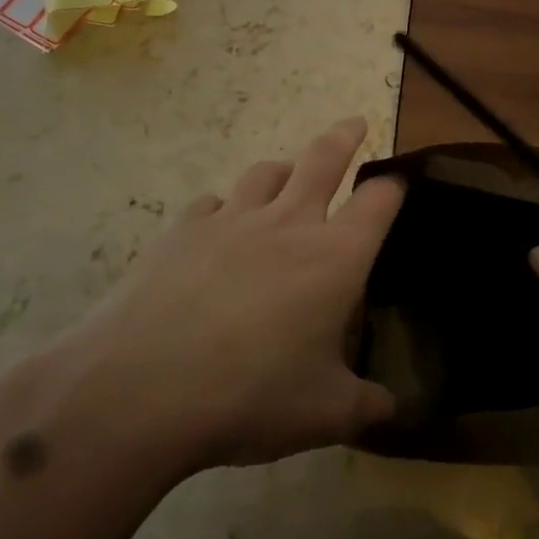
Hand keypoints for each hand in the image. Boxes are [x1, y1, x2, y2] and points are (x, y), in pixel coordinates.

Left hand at [38, 117, 403, 478]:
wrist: (138, 390)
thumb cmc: (250, 396)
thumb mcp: (324, 414)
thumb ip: (366, 407)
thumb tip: (392, 410)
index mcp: (334, 257)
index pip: (378, 202)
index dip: (394, 187)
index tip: (400, 182)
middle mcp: (287, 224)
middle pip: (323, 159)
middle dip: (344, 136)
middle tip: (354, 124)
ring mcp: (230, 220)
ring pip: (265, 173)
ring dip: (283, 169)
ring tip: (288, 174)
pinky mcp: (181, 230)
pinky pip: (213, 203)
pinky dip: (226, 207)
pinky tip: (220, 225)